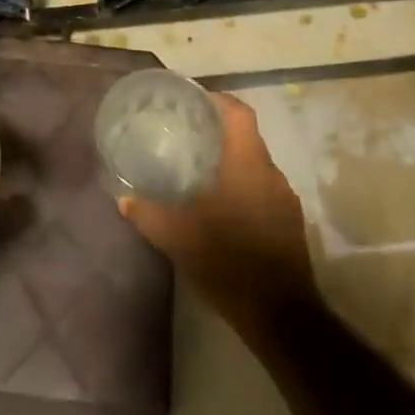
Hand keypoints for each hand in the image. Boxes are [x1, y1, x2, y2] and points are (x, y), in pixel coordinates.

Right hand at [118, 91, 314, 332]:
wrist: (280, 315)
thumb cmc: (227, 261)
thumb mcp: (178, 237)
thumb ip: (148, 213)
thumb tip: (124, 199)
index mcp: (247, 164)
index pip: (239, 113)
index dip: (217, 100)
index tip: (192, 102)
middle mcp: (271, 174)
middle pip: (246, 138)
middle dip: (218, 133)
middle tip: (185, 136)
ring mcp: (285, 199)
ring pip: (256, 166)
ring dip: (231, 163)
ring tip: (200, 171)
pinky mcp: (290, 223)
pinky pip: (264, 190)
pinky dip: (244, 187)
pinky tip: (222, 207)